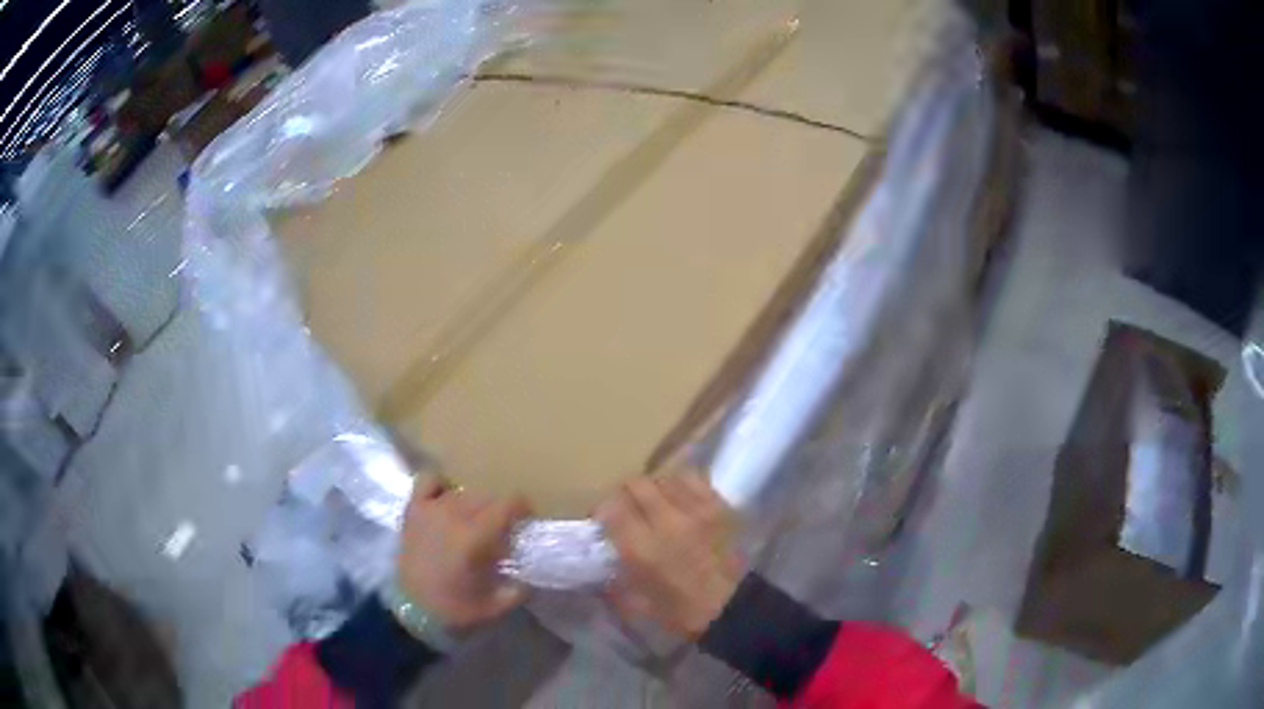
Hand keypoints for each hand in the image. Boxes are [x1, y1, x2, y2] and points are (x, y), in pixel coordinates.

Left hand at [397, 478, 531, 631]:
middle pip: (487, 497)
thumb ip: (518, 589)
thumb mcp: (495, 606)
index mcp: (476, 536)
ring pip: (462, 491)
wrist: (411, 611)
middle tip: (501, 532)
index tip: (526, 523)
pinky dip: (442, 485)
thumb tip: (530, 576)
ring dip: (474, 503)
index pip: (509, 503)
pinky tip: (447, 500)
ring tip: (474, 522)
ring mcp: (430, 509)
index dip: (523, 509)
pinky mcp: (413, 510)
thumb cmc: (454, 610)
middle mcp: (454, 514)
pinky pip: (429, 481)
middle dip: (499, 511)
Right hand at [595, 471, 743, 639]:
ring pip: (664, 478)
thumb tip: (601, 564)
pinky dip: (681, 485)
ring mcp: (697, 509)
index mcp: (642, 547)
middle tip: (624, 509)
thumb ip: (612, 579)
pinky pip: (694, 479)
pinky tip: (680, 499)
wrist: (730, 609)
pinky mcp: (719, 506)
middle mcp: (667, 520)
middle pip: (636, 485)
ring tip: (654, 503)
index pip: (611, 508)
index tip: (601, 521)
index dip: (601, 510)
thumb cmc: (678, 612)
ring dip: (653, 488)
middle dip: (623, 494)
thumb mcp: (633, 603)